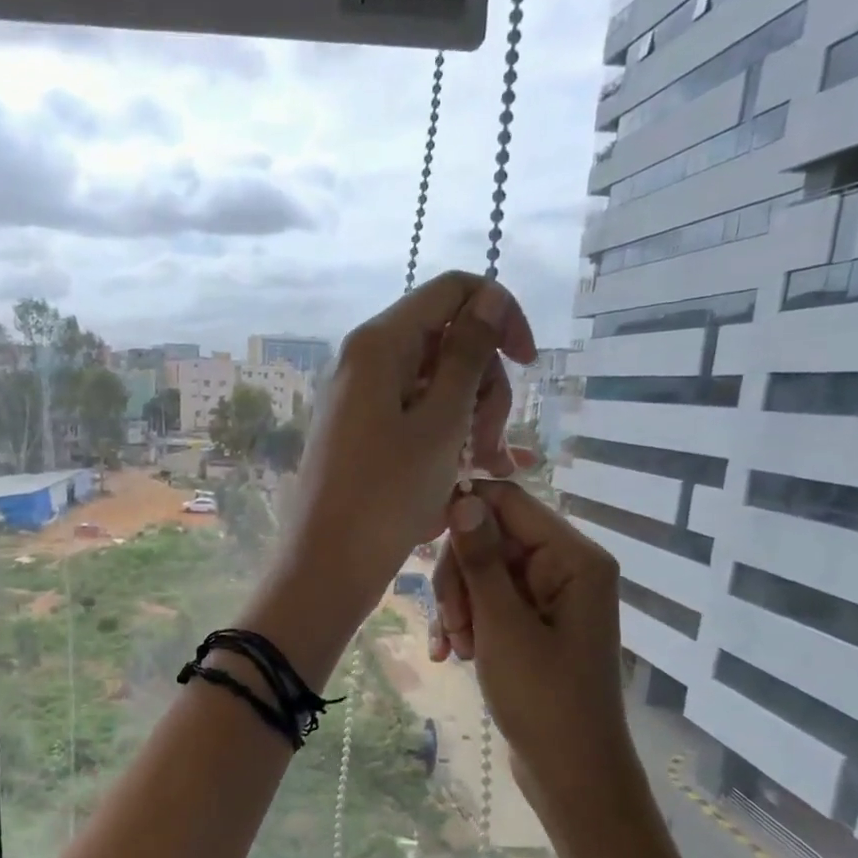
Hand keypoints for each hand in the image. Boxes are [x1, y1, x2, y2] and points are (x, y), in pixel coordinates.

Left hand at [276, 272, 536, 619]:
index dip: (499, 316)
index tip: (529, 364)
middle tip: (489, 446)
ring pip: (438, 385)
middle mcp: (366, 361)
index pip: (453, 291)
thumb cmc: (386, 495)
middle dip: (484, 387)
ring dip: (471, 420)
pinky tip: (472, 476)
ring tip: (485, 470)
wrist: (327, 565)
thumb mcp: (440, 422)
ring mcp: (362, 399)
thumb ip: (469, 354)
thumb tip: (487, 296)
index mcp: (380, 344)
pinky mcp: (363, 434)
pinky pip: (417, 418)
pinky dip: (446, 439)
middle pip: (448, 342)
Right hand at [430, 480, 636, 833]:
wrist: (571, 772)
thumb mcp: (503, 626)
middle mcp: (566, 566)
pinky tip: (454, 654)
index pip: (508, 502)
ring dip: (459, 606)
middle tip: (452, 624)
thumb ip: (481, 560)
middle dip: (460, 578)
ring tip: (457, 647)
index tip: (421, 540)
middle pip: (490, 538)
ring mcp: (549, 596)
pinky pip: (490, 602)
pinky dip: (468, 623)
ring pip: (483, 572)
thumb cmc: (543, 699)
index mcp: (573, 558)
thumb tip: (462, 498)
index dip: (463, 513)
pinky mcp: (534, 622)